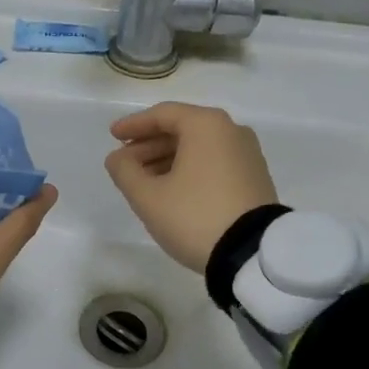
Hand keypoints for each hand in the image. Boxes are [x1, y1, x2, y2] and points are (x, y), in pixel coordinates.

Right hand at [105, 102, 278, 272]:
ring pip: (199, 147)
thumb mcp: (148, 197)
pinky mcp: (255, 177)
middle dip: (150, 145)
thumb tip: (118, 158)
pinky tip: (173, 190)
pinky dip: (190, 169)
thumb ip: (125, 171)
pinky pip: (215, 162)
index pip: (163, 114)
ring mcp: (248, 154)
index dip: (134, 125)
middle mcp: (231, 130)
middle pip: (182, 129)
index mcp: (207, 125)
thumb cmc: (195, 216)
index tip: (112, 135)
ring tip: (144, 181)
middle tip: (125, 163)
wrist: (252, 254)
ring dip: (168, 159)